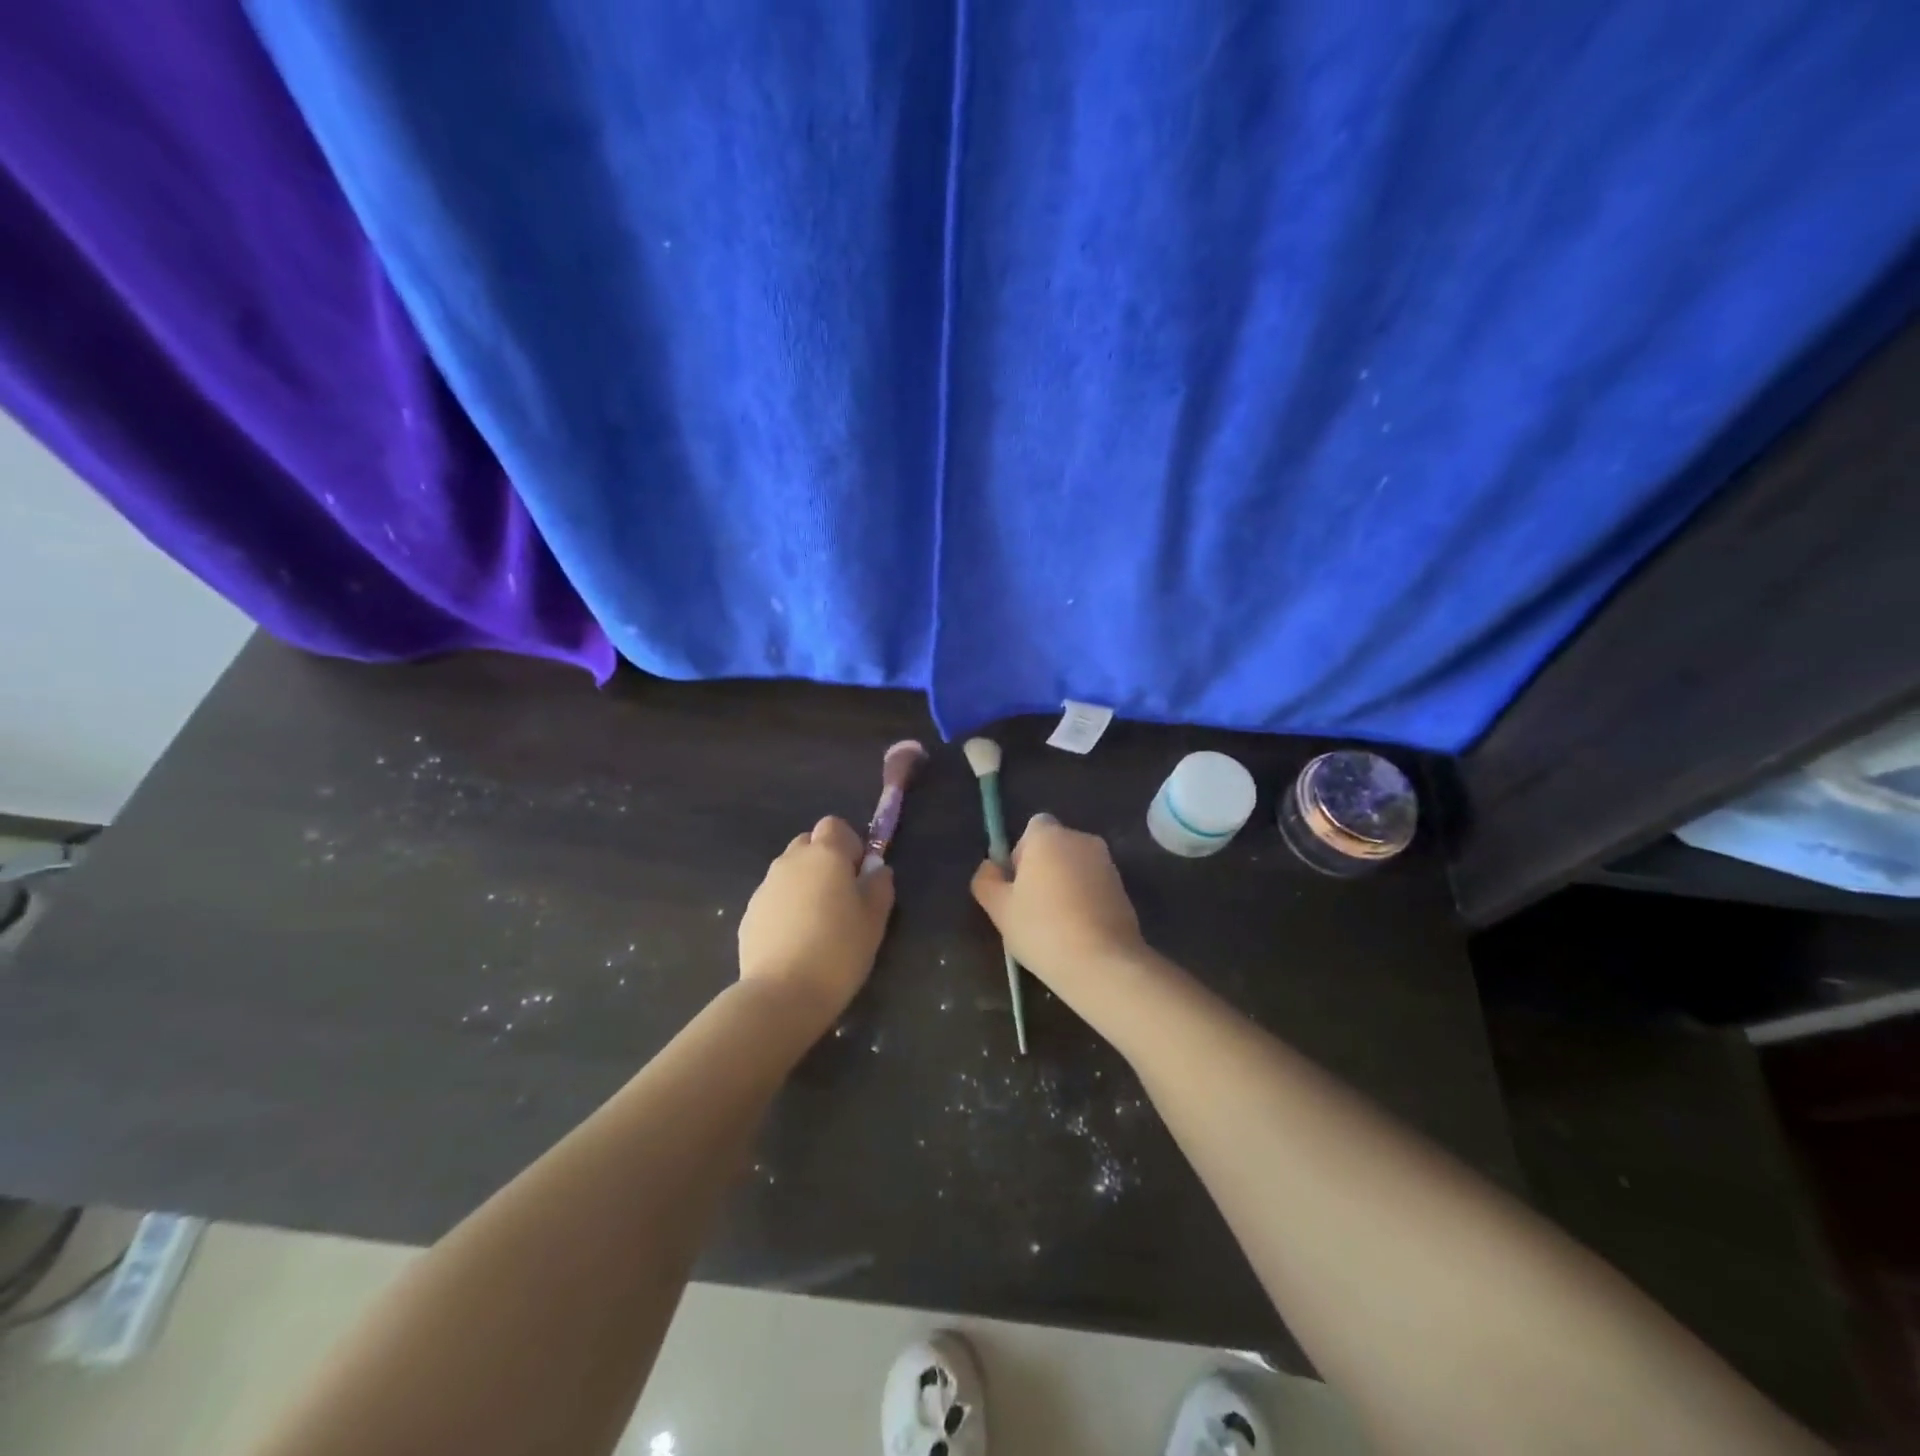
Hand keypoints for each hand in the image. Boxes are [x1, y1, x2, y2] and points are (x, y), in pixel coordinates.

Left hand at [738, 816, 894, 1025]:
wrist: (783, 994)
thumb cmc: (839, 951)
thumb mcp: (875, 920)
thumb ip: (879, 887)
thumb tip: (876, 870)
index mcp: (825, 855)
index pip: (834, 825)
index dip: (849, 844)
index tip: (858, 874)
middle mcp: (791, 861)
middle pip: (808, 844)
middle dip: (824, 860)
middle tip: (840, 897)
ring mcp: (765, 887)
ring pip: (789, 871)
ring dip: (804, 884)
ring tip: (817, 923)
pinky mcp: (749, 913)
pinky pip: (773, 898)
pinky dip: (786, 908)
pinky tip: (796, 942)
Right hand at [970, 814, 1151, 1017]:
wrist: (1103, 963)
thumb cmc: (1043, 929)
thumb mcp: (999, 908)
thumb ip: (987, 880)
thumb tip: (991, 868)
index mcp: (1049, 836)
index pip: (1032, 828)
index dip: (1020, 853)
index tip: (1017, 885)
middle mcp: (1082, 840)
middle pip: (1055, 847)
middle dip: (1043, 869)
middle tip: (1030, 908)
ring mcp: (1107, 864)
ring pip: (1075, 867)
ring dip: (1064, 885)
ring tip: (1055, 925)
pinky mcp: (1123, 889)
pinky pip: (1094, 886)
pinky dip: (1084, 900)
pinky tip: (1077, 932)